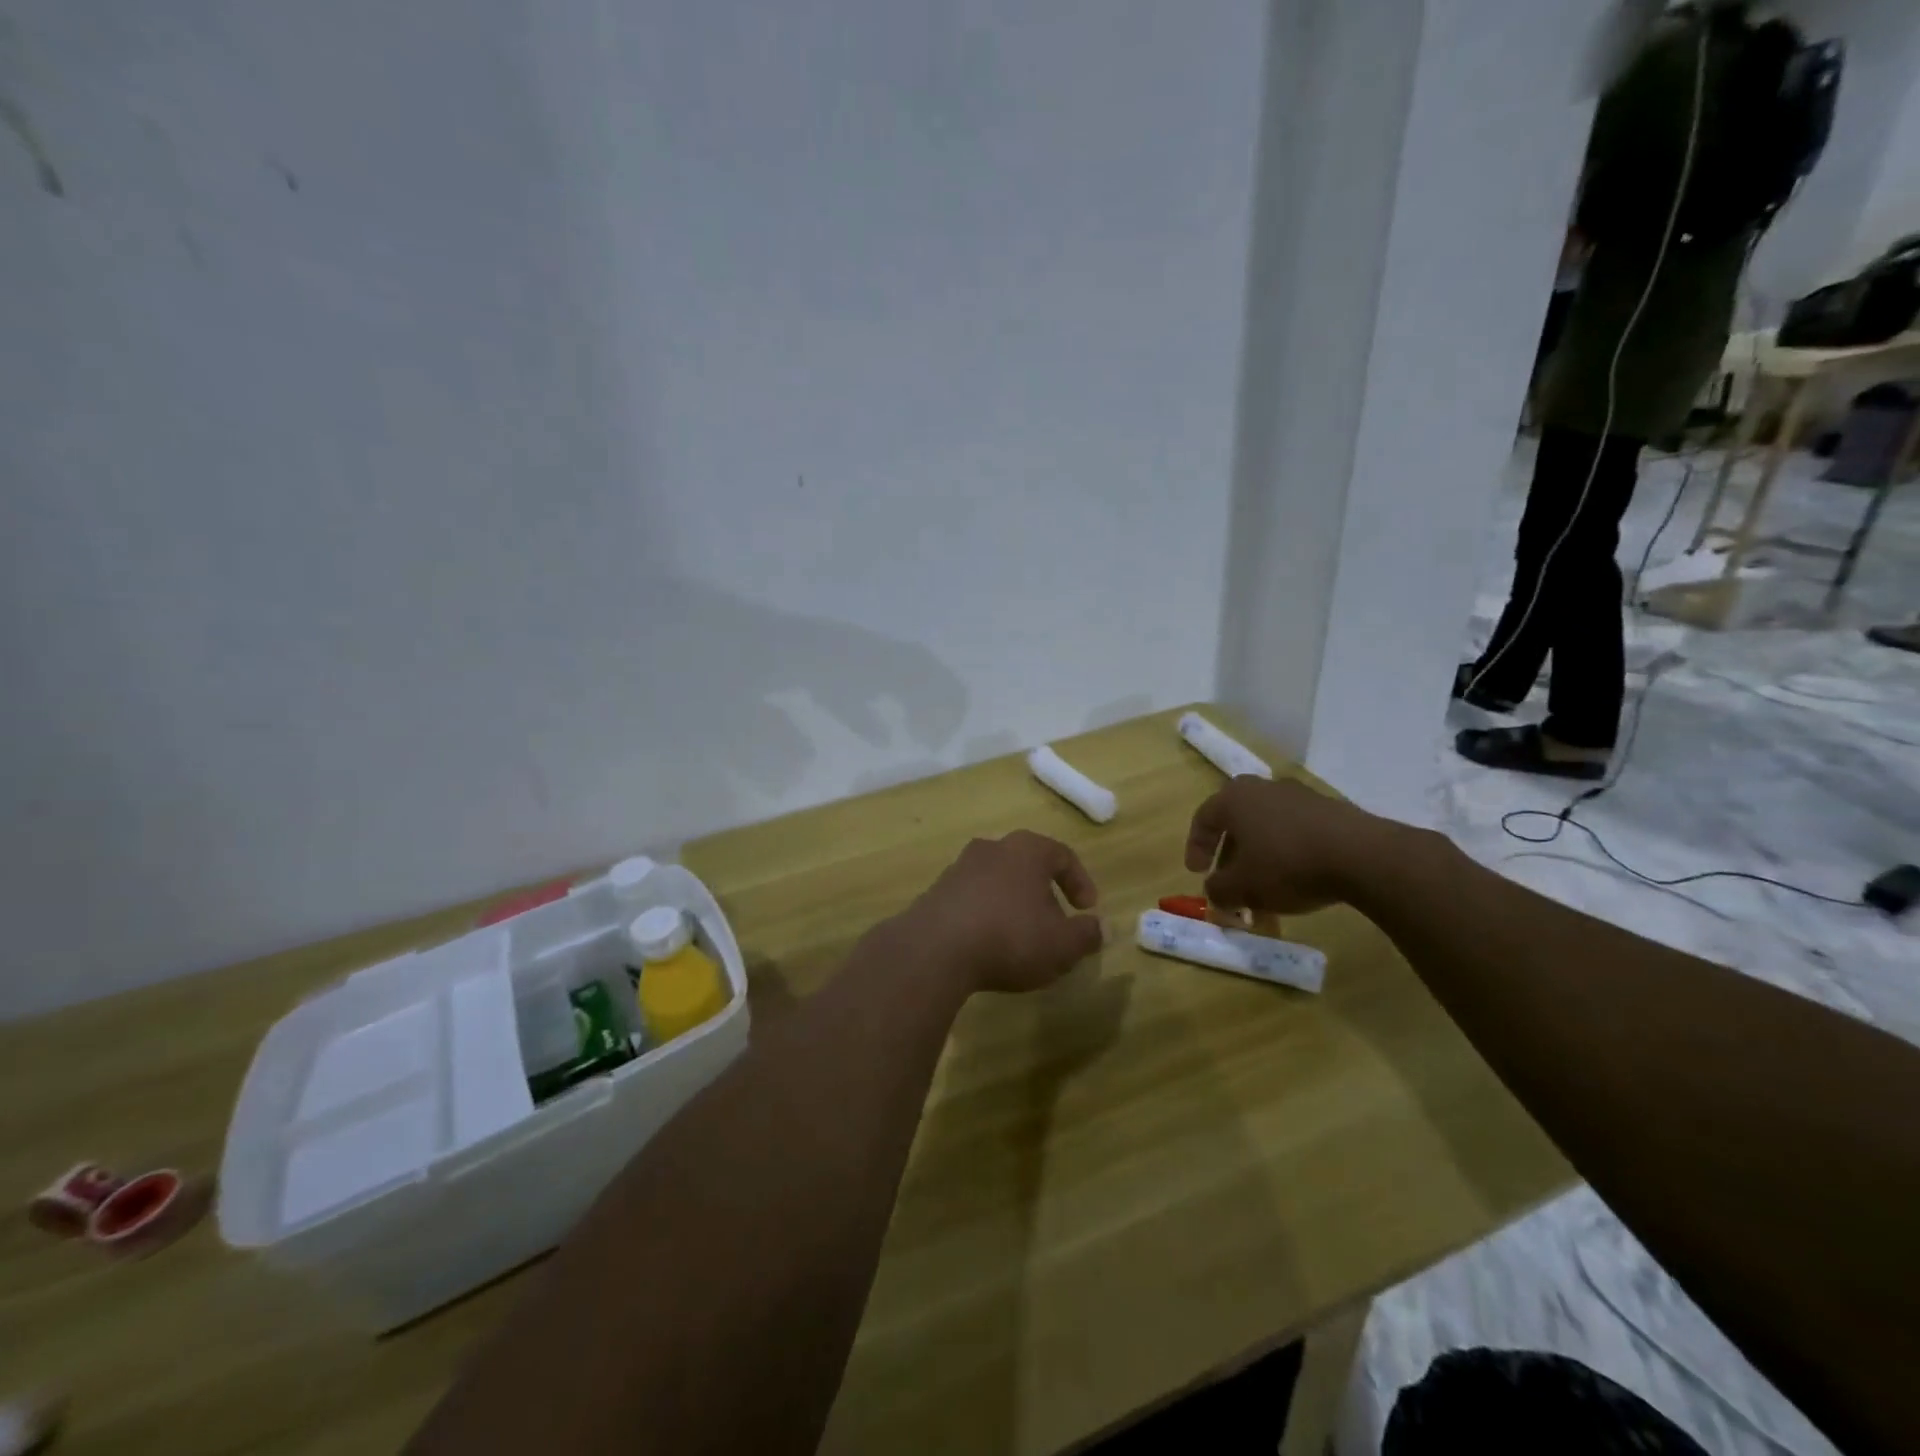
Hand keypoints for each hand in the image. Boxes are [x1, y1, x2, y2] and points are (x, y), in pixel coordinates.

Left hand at [897, 831, 1103, 994]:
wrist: (934, 949)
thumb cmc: (1010, 938)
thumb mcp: (1062, 945)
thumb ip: (1087, 934)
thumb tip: (1101, 927)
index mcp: (1026, 850)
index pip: (1062, 855)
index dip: (1080, 882)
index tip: (1087, 910)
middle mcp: (992, 848)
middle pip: (1026, 865)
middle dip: (1044, 893)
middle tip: (1054, 924)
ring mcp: (959, 868)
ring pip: (997, 881)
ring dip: (1012, 904)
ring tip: (1021, 938)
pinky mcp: (936, 891)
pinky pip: (971, 899)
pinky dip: (985, 915)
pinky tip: (987, 944)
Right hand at [1184, 776, 1387, 914]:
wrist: (1361, 855)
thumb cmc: (1287, 865)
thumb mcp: (1242, 888)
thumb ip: (1219, 890)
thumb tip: (1216, 892)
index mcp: (1234, 798)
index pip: (1203, 819)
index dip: (1196, 848)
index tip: (1197, 873)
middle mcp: (1263, 788)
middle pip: (1237, 823)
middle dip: (1231, 857)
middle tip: (1231, 882)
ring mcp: (1300, 796)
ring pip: (1268, 829)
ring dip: (1261, 859)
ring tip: (1265, 890)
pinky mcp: (1330, 810)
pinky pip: (1296, 832)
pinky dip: (1288, 854)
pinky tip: (1297, 881)